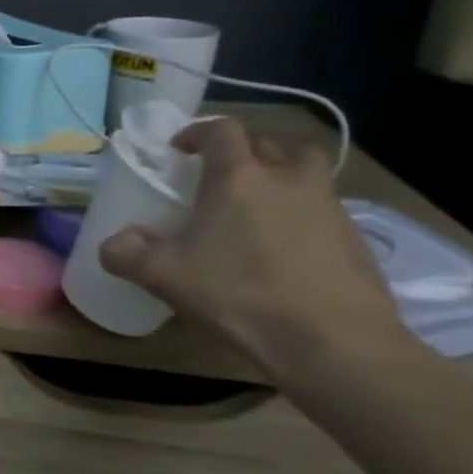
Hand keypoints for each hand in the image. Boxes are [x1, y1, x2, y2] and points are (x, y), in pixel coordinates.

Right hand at [98, 119, 406, 373]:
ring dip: (282, 179)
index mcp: (239, 177)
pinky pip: (324, 209)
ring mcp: (329, 206)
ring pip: (306, 173)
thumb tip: (115, 242)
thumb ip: (126, 253)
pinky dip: (303, 216)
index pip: (221, 130)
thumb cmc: (240, 295)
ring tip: (259, 210)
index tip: (180, 151)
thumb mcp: (164, 277)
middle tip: (221, 181)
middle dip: (244, 154)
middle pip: (269, 144)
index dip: (198, 133)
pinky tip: (285, 251)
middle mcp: (287, 179)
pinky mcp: (357, 238)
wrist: (335, 343)